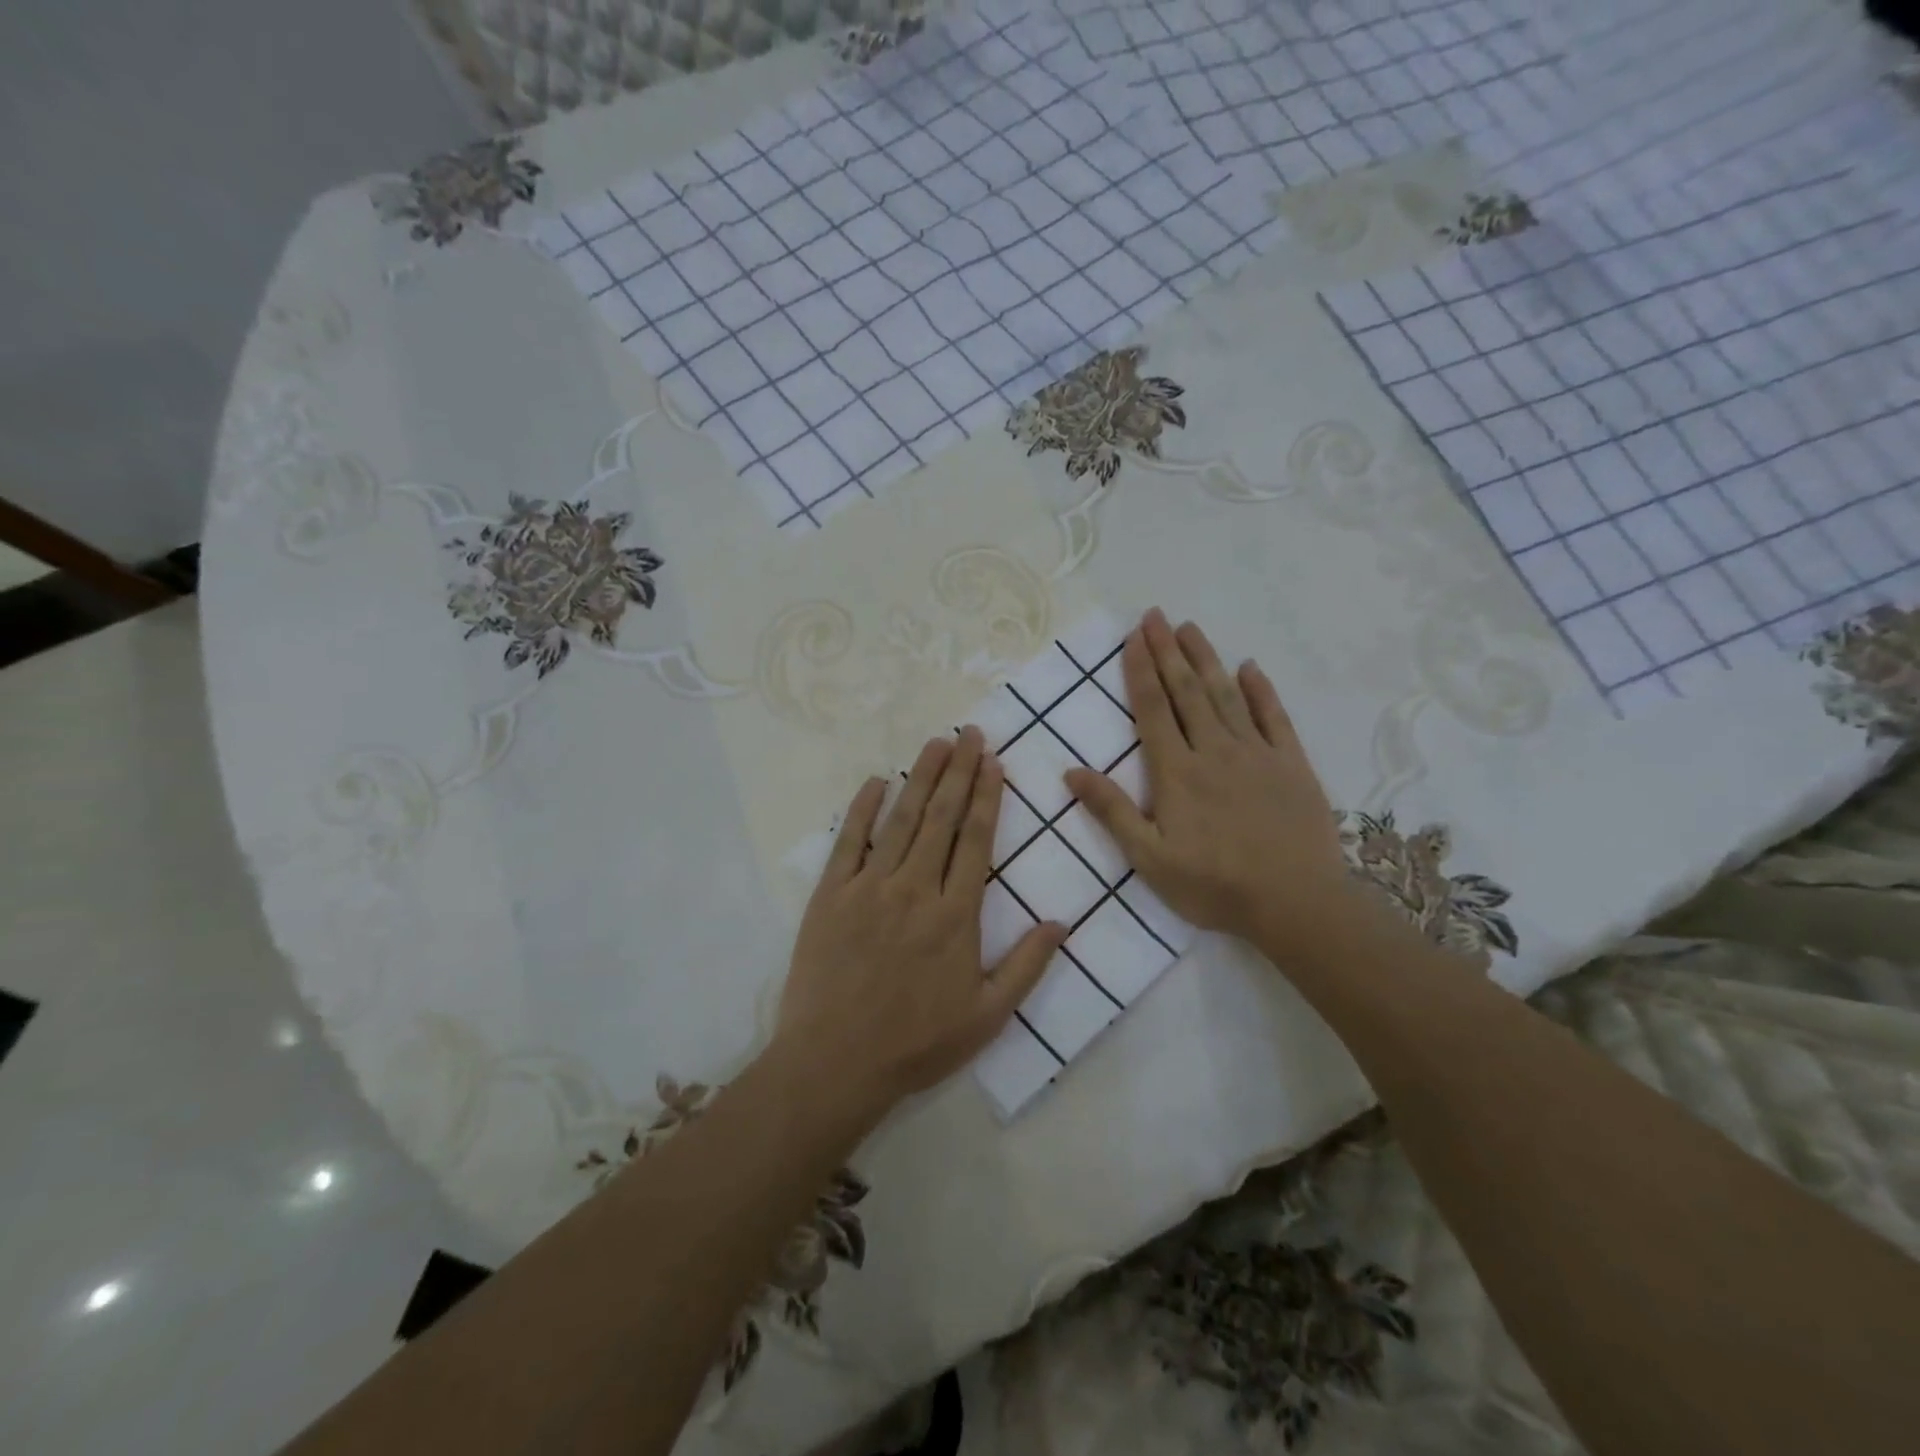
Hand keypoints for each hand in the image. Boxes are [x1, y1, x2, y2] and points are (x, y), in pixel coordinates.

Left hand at [775, 727, 1065, 1117]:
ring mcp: (868, 888)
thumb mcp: (987, 1017)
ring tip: (936, 744)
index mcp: (955, 915)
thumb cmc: (916, 1044)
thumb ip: (1027, 967)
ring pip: (900, 820)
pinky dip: (862, 809)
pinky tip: (875, 781)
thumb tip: (1061, 923)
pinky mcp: (829, 896)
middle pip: (941, 818)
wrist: (834, 1064)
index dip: (988, 797)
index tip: (994, 762)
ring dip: (920, 778)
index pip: (976, 840)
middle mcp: (914, 889)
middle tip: (971, 734)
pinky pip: (848, 841)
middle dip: (959, 772)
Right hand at [1064, 609, 1357, 955]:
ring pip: (1226, 695)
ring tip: (1190, 628)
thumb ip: (1112, 812)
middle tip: (1155, 615)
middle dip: (1168, 651)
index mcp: (1177, 772)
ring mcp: (1257, 754)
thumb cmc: (1214, 885)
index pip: (1153, 710)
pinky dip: (1261, 690)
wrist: (1295, 903)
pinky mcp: (1292, 764)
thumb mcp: (1150, 859)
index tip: (1133, 637)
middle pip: (1187, 692)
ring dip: (1206, 659)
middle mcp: (1214, 751)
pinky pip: (1274, 717)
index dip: (1141, 671)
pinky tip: (1249, 667)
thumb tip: (1070, 772)